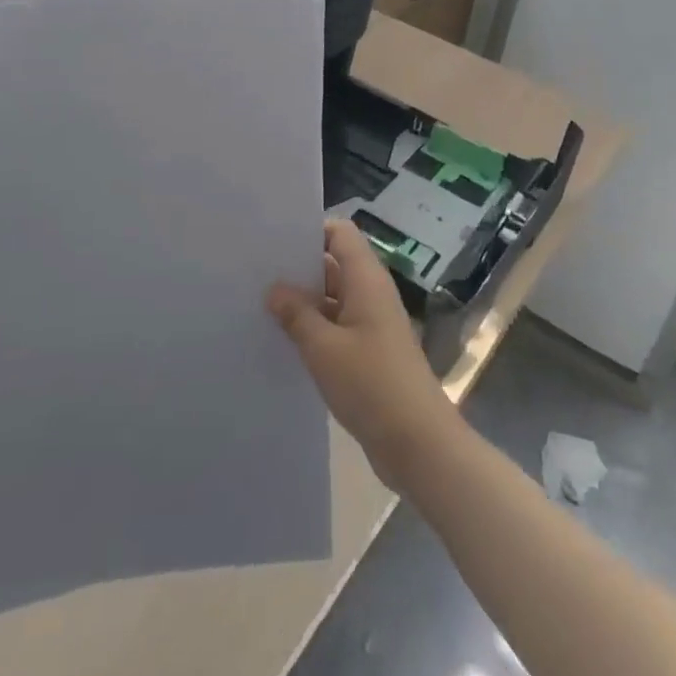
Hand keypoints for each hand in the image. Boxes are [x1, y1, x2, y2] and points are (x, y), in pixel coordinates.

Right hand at [268, 220, 462, 494]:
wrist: (420, 446)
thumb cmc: (372, 385)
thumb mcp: (323, 348)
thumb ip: (296, 314)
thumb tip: (274, 288)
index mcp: (366, 279)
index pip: (339, 232)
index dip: (310, 230)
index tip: (274, 241)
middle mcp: (371, 293)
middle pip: (333, 263)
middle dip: (298, 267)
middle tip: (256, 272)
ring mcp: (372, 324)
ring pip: (332, 297)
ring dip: (303, 301)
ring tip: (260, 305)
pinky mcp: (370, 352)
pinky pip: (337, 326)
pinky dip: (314, 328)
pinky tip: (284, 340)